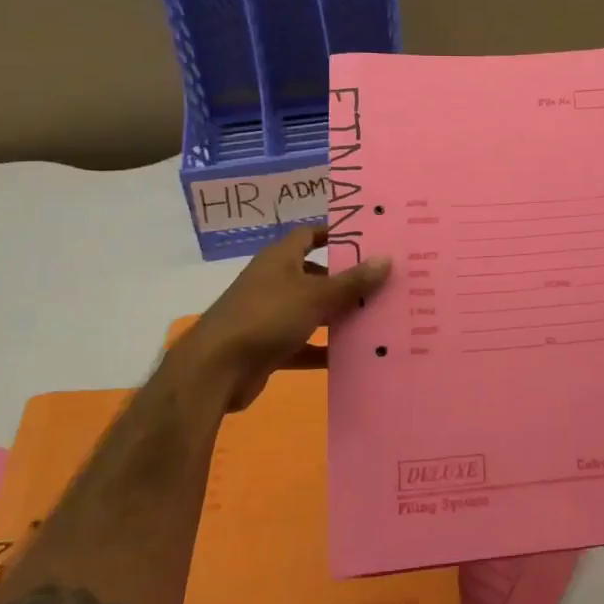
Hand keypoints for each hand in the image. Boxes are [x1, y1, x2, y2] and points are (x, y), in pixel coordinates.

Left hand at [173, 227, 390, 408]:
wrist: (216, 370)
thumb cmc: (267, 317)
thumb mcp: (316, 296)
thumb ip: (352, 281)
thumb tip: (387, 259)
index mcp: (280, 259)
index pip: (309, 235)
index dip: (335, 234)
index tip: (367, 240)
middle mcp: (274, 281)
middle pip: (315, 274)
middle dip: (345, 280)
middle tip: (383, 282)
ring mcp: (270, 315)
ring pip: (311, 310)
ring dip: (337, 316)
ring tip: (376, 317)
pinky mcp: (268, 346)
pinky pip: (303, 344)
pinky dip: (323, 349)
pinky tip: (352, 356)